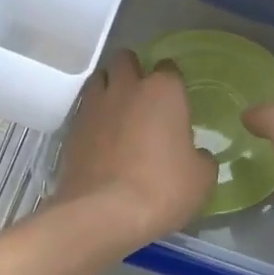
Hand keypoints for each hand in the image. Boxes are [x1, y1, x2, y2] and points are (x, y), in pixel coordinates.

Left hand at [51, 51, 217, 248]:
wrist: (103, 213)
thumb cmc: (162, 189)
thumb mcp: (201, 178)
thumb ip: (201, 157)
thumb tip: (195, 155)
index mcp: (163, 91)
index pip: (169, 68)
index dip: (173, 83)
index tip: (176, 101)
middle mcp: (126, 88)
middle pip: (126, 60)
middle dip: (134, 71)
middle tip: (144, 98)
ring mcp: (94, 106)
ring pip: (99, 79)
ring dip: (109, 88)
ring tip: (119, 112)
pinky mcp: (71, 129)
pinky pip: (84, 110)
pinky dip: (93, 117)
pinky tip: (101, 138)